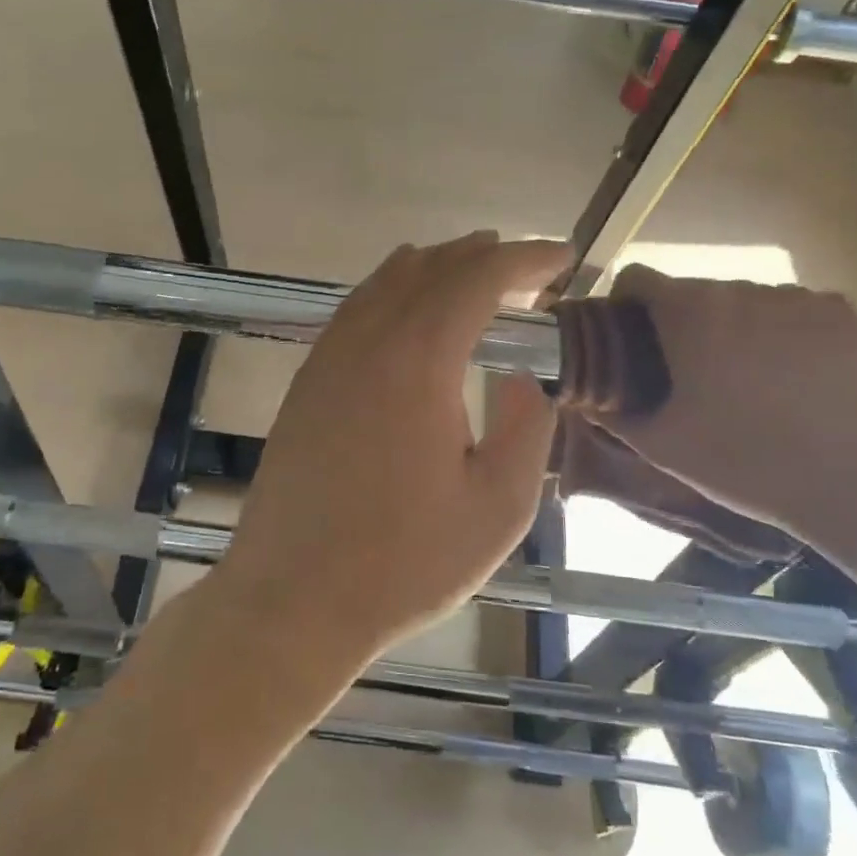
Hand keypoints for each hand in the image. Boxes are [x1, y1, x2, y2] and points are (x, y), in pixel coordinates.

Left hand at [212, 233, 569, 672]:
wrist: (293, 599)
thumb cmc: (404, 563)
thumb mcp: (498, 508)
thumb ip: (524, 428)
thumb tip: (517, 377)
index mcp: (418, 361)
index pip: (478, 279)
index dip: (525, 259)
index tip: (563, 258)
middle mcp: (367, 342)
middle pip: (429, 269)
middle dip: (482, 257)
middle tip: (525, 267)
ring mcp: (327, 359)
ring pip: (385, 284)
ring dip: (434, 268)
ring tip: (471, 269)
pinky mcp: (306, 383)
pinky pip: (355, 311)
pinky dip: (391, 291)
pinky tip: (406, 311)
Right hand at [590, 268, 856, 550]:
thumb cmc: (746, 463)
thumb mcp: (661, 446)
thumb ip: (613, 412)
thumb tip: (587, 393)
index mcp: (690, 313)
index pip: (638, 277)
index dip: (625, 305)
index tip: (631, 340)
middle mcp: (740, 289)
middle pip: (693, 292)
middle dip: (683, 325)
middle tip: (691, 376)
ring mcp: (797, 297)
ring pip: (744, 301)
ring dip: (733, 328)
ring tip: (749, 382)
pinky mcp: (842, 312)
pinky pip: (792, 311)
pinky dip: (782, 333)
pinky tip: (795, 378)